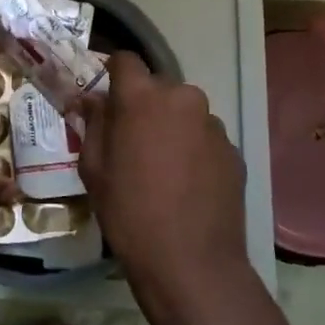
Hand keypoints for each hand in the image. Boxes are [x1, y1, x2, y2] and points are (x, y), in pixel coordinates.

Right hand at [77, 52, 251, 324]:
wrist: (192, 265)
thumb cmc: (130, 212)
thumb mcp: (94, 168)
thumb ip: (93, 123)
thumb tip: (91, 100)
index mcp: (142, 96)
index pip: (125, 60)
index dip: (113, 74)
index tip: (106, 97)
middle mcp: (182, 97)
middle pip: (157, 87)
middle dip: (143, 105)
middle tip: (131, 139)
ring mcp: (212, 123)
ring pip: (183, 112)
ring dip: (171, 127)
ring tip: (162, 167)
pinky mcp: (233, 150)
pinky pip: (204, 137)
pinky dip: (193, 150)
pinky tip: (186, 184)